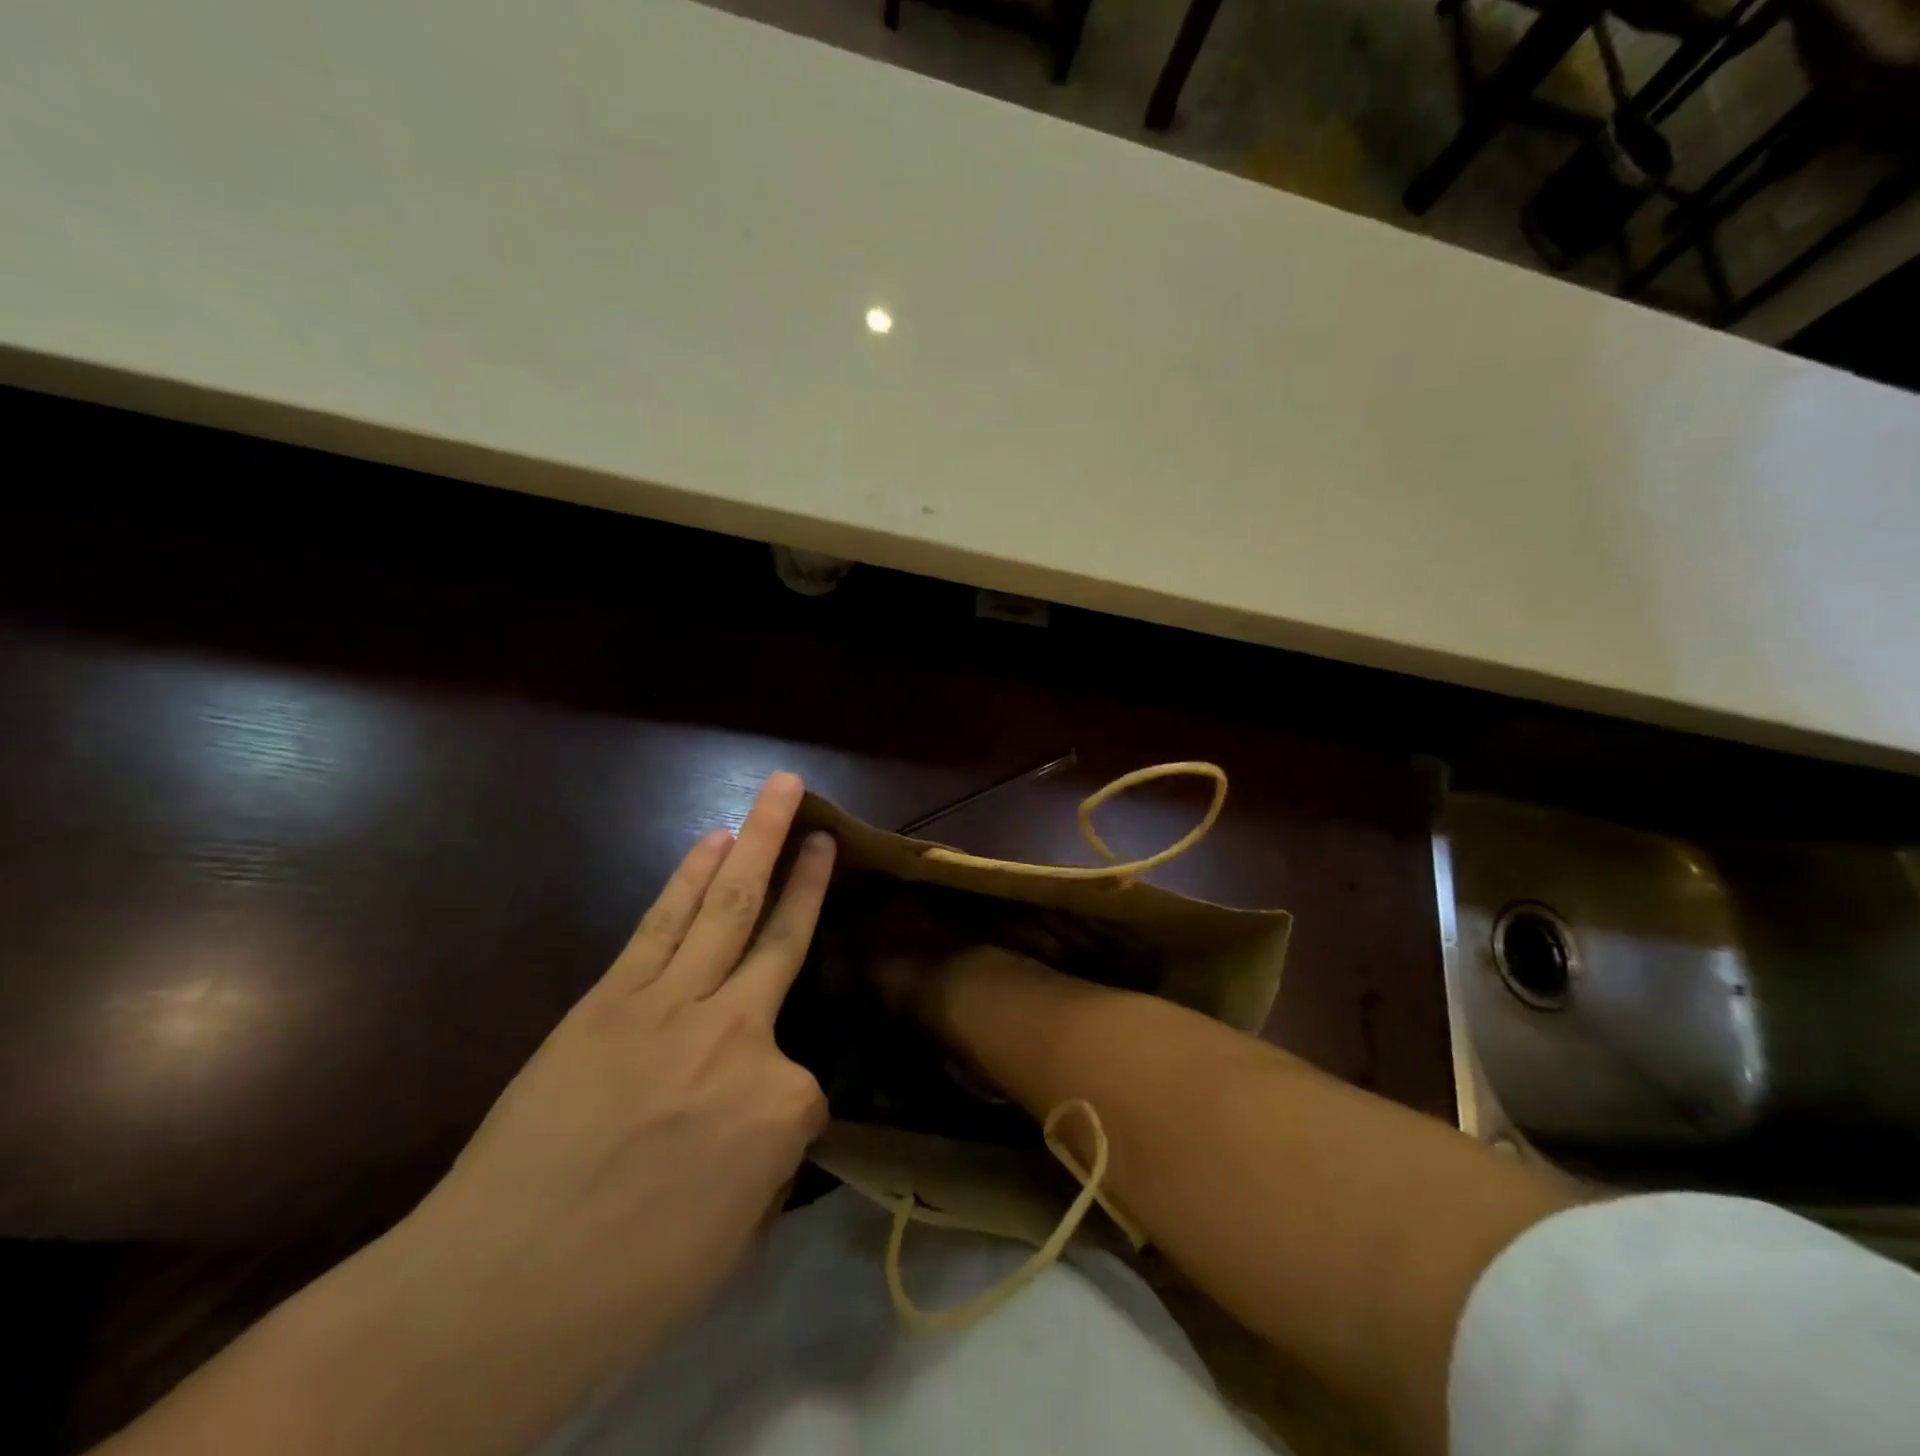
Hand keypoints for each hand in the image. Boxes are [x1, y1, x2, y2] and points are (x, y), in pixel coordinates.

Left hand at [374, 771, 837, 1437]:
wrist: (493, 1291)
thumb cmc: (628, 1285)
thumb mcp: (735, 1239)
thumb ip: (768, 1160)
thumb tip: (767, 1118)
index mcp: (782, 1106)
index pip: (809, 1091)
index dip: (783, 1122)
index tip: (747, 1155)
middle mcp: (738, 1035)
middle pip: (783, 936)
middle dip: (805, 870)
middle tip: (821, 821)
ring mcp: (671, 1006)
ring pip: (726, 907)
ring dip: (753, 843)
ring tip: (776, 794)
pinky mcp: (611, 998)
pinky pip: (663, 924)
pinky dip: (689, 879)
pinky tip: (710, 845)